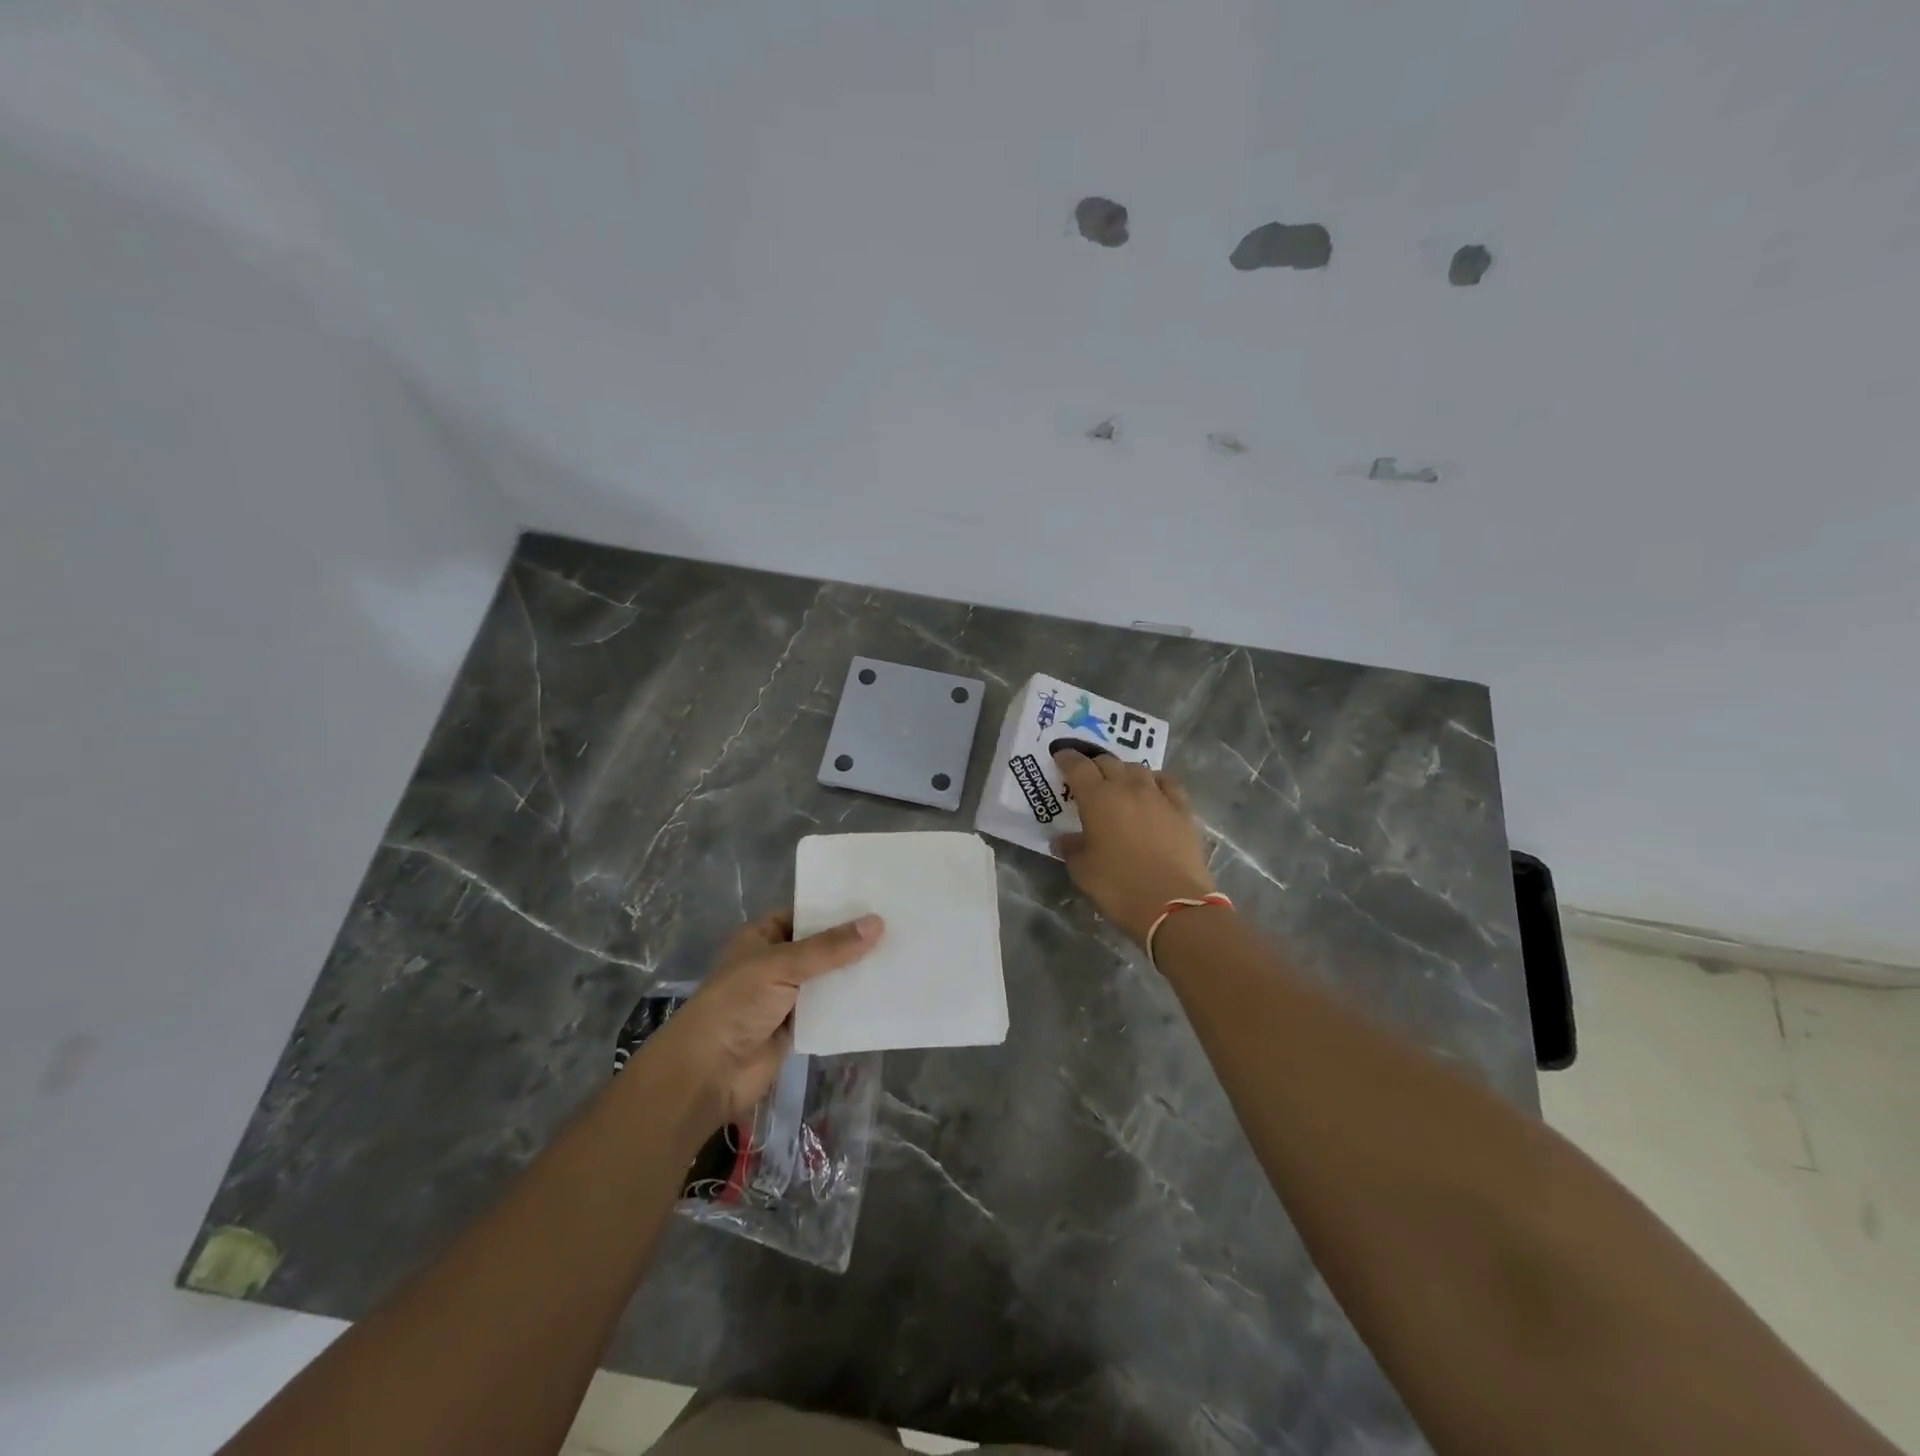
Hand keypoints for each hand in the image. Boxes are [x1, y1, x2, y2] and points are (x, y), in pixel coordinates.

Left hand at [647, 911, 883, 1128]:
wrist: (709, 1072)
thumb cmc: (737, 1003)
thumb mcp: (782, 965)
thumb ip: (830, 947)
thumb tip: (878, 923)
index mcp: (762, 937)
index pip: (804, 914)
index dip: (836, 908)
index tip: (876, 901)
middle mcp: (775, 962)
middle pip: (821, 946)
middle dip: (852, 941)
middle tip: (899, 926)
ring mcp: (786, 996)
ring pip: (828, 979)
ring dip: (855, 973)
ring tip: (901, 956)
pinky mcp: (798, 1027)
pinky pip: (830, 1010)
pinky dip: (851, 1005)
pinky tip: (884, 994)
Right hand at [1052, 750, 1216, 945]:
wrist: (1173, 904)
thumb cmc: (1119, 887)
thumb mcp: (1083, 872)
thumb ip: (1071, 849)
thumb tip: (1063, 840)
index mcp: (1097, 799)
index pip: (1078, 766)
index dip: (1067, 759)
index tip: (1060, 757)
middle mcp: (1127, 788)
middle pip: (1108, 762)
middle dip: (1094, 765)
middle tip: (1087, 776)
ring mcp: (1158, 796)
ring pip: (1137, 768)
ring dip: (1123, 771)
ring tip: (1119, 783)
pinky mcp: (1182, 809)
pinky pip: (1167, 782)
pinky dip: (1155, 781)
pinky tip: (1153, 790)